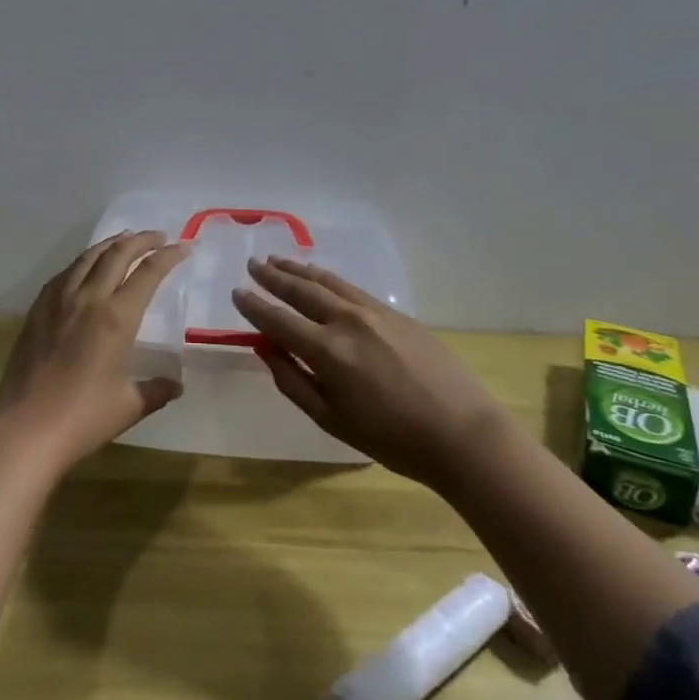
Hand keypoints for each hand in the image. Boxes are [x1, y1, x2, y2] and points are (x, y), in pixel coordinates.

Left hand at [0, 231, 190, 471]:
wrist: (25, 429)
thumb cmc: (83, 418)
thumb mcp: (129, 406)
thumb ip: (156, 390)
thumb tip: (176, 385)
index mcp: (117, 317)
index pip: (148, 273)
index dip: (168, 256)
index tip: (184, 247)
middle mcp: (89, 298)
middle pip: (118, 254)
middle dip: (142, 240)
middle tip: (158, 237)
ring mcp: (59, 301)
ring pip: (88, 257)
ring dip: (111, 244)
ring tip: (125, 239)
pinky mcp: (37, 310)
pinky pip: (64, 274)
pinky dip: (82, 262)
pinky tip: (85, 266)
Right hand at [233, 256, 504, 487]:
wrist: (461, 432)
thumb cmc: (392, 439)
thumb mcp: (333, 421)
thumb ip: (294, 382)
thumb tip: (267, 351)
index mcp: (327, 351)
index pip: (279, 320)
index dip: (254, 306)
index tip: (237, 292)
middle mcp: (347, 321)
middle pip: (301, 290)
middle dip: (273, 277)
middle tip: (253, 264)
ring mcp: (374, 312)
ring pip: (328, 282)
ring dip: (300, 269)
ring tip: (279, 260)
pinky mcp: (396, 313)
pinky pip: (351, 288)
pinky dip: (328, 279)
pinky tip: (321, 278)